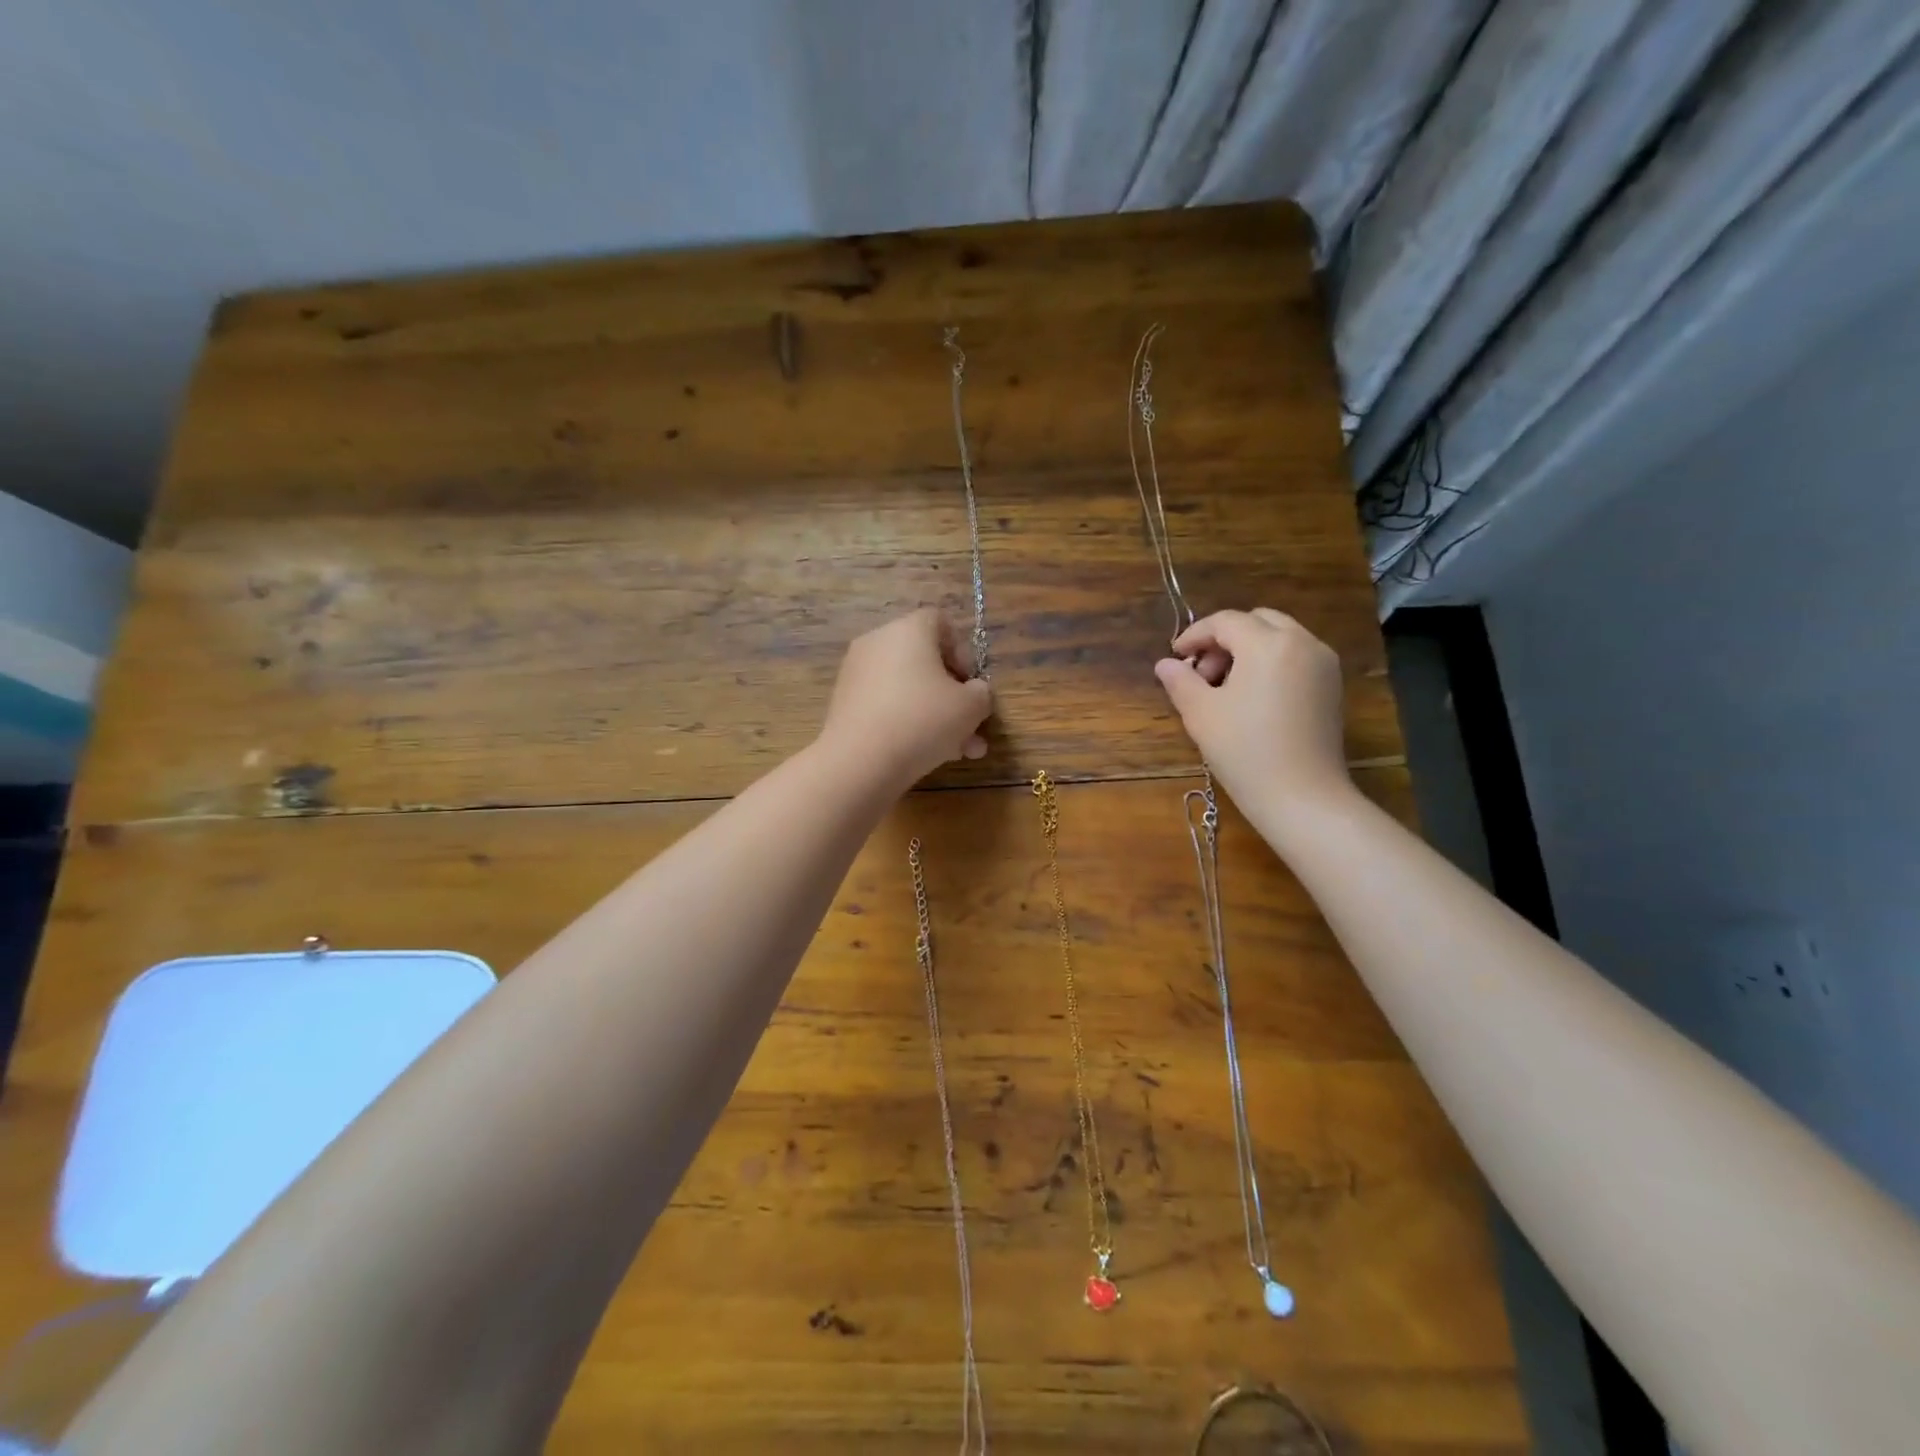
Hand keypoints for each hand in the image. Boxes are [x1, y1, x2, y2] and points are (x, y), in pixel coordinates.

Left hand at [820, 609, 993, 788]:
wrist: (860, 762)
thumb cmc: (922, 720)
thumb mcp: (970, 707)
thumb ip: (981, 694)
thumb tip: (974, 693)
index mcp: (908, 630)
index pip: (942, 623)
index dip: (964, 652)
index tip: (971, 685)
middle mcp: (878, 643)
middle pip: (925, 662)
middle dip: (954, 697)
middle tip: (971, 728)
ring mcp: (857, 674)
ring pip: (908, 690)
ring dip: (937, 717)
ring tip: (958, 752)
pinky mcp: (845, 704)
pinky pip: (887, 706)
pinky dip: (907, 724)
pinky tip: (927, 756)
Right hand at [1153, 608, 1350, 820]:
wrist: (1302, 797)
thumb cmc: (1245, 751)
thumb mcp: (1201, 713)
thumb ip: (1180, 681)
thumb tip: (1165, 664)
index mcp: (1268, 644)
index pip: (1225, 622)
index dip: (1195, 635)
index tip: (1175, 657)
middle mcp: (1303, 642)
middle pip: (1257, 621)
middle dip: (1225, 639)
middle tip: (1202, 673)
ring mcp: (1323, 664)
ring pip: (1279, 637)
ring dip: (1248, 650)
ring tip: (1225, 688)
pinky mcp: (1332, 686)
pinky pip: (1296, 657)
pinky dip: (1270, 663)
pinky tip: (1253, 697)